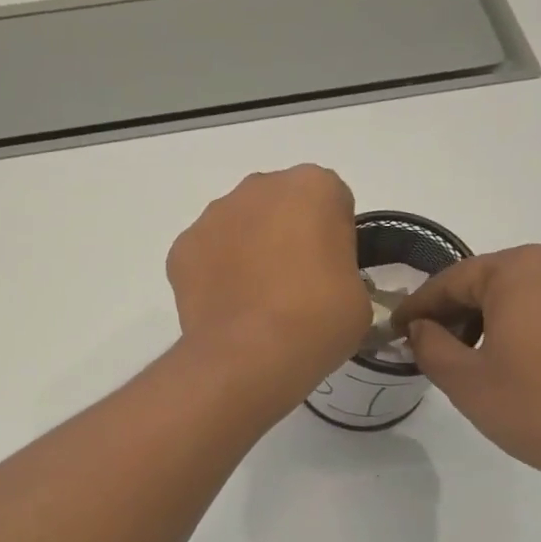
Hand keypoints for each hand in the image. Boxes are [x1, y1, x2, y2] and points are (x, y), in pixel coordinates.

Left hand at [167, 166, 370, 405]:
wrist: (249, 355)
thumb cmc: (317, 320)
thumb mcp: (357, 296)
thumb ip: (340, 270)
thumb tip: (319, 283)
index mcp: (313, 187)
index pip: (330, 202)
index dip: (333, 238)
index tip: (331, 272)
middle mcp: (259, 187)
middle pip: (279, 205)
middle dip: (286, 234)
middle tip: (294, 284)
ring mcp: (214, 215)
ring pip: (238, 225)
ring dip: (247, 250)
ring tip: (256, 301)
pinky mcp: (182, 246)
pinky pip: (206, 254)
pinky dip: (214, 273)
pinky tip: (226, 307)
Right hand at [393, 245, 540, 494]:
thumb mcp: (467, 382)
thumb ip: (430, 346)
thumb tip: (420, 327)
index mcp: (521, 269)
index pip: (452, 280)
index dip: (419, 307)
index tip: (396, 330)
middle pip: (492, 281)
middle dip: (459, 312)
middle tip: (435, 346)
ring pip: (528, 293)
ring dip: (497, 319)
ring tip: (480, 359)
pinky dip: (534, 325)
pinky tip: (528, 362)